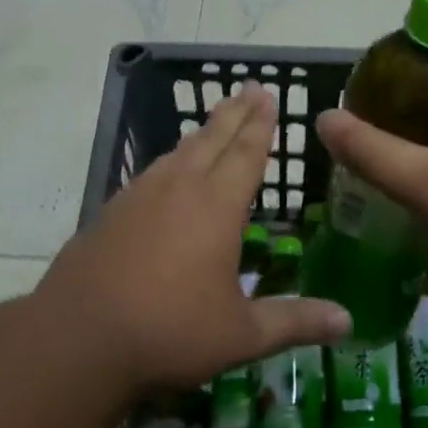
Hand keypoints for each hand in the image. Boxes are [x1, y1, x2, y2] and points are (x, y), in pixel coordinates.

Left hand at [37, 86, 348, 393]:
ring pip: (178, 152)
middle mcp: (178, 189)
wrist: (78, 339)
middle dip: (234, 113)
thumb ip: (295, 321)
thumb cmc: (170, 331)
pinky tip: (166, 173)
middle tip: (248, 88)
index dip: (261, 125)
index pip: (246, 154)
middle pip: (211, 139)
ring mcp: (138, 197)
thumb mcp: (241, 334)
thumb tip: (349, 321)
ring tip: (213, 123)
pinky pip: (150, 174)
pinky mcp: (110, 213)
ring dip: (201, 134)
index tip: (268, 96)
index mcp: (216, 206)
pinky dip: (170, 161)